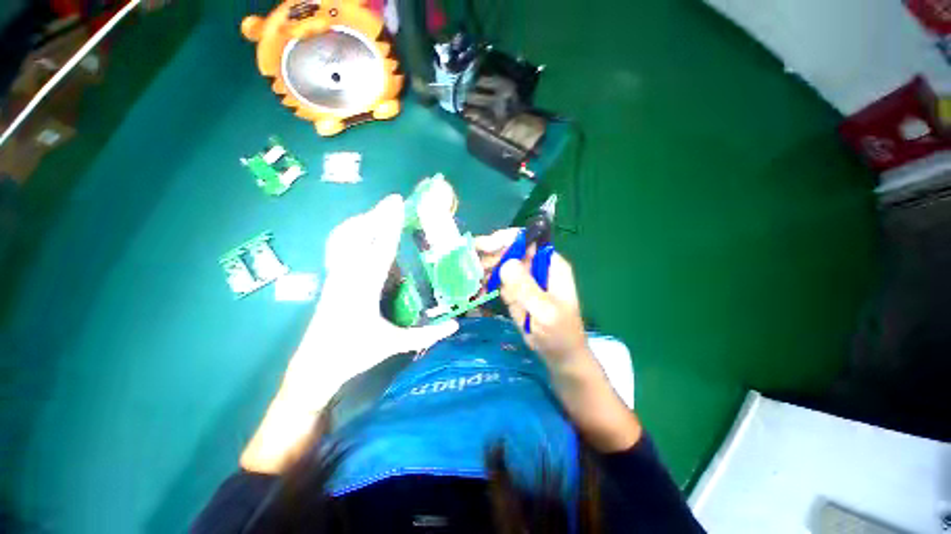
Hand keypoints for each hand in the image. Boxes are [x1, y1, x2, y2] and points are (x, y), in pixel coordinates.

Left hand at [287, 195, 458, 397]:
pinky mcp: (331, 279)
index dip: (391, 225)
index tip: (398, 204)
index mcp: (365, 289)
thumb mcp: (393, 344)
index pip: (381, 249)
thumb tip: (456, 325)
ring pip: (347, 239)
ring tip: (380, 212)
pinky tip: (360, 232)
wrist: (313, 366)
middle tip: (393, 200)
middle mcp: (348, 276)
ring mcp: (336, 276)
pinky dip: (351, 234)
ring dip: (364, 222)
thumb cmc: (354, 354)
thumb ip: (426, 335)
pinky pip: (340, 248)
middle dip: (378, 215)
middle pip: (362, 236)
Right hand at [475, 229, 589, 368]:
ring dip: (484, 268)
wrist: (559, 356)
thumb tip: (506, 263)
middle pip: (510, 251)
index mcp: (550, 264)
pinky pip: (498, 281)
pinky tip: (477, 288)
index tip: (485, 247)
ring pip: (501, 265)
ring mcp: (524, 279)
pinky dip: (486, 282)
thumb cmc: (559, 334)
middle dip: (490, 254)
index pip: (527, 241)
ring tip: (470, 276)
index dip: (505, 240)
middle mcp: (536, 267)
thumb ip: (526, 288)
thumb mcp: (545, 312)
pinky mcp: (515, 291)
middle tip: (470, 262)